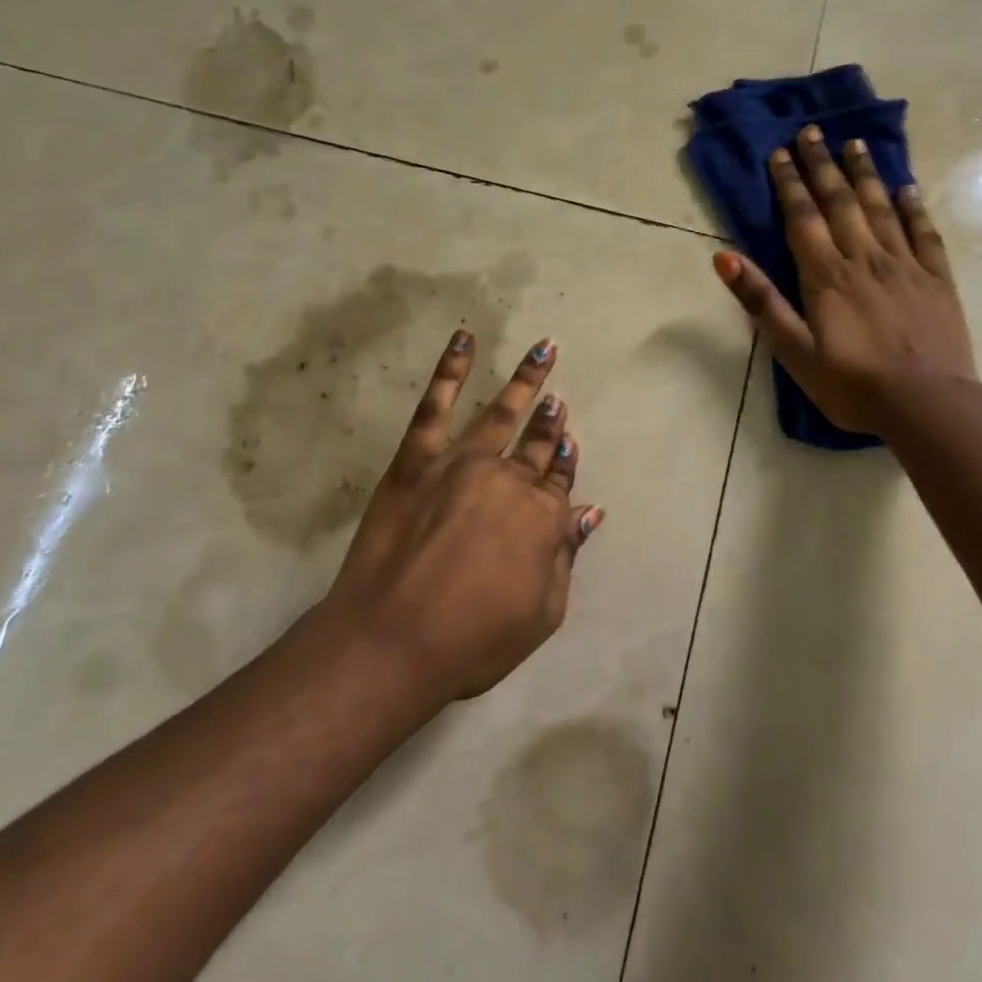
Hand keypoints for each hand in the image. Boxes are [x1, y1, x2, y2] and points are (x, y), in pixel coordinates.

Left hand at [320, 331, 602, 701]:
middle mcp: (508, 480)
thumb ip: (566, 557)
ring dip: (525, 379)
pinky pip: (435, 406)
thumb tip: (591, 511)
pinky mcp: (416, 460)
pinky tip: (464, 340)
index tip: (569, 440)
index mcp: (541, 518)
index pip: (560, 480)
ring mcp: (461, 463)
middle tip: (557, 397)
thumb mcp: (541, 613)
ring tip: (542, 349)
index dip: (565, 461)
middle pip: (535, 444)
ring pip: (500, 412)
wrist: (391, 641)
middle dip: (549, 420)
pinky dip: (451, 370)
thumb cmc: (472, 641)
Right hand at [712, 125, 978, 437]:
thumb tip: (724, 258)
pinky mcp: (937, 280)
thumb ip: (762, 302)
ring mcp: (906, 266)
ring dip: (865, 174)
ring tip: (854, 144)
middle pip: (840, 203)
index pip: (803, 218)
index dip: (789, 184)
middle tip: (812, 132)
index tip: (780, 152)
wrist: (928, 406)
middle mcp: (865, 259)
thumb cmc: (852, 385)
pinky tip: (906, 188)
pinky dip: (913, 207)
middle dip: (822, 166)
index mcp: (827, 276)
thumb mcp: (794, 352)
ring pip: (881, 209)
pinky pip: (924, 233)